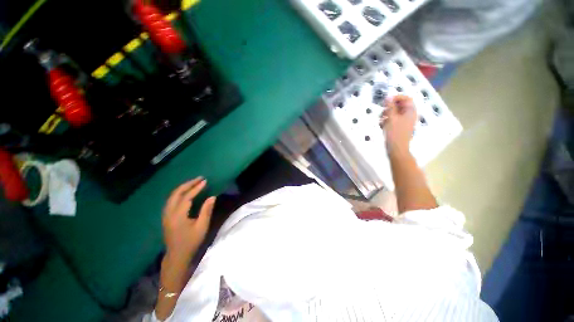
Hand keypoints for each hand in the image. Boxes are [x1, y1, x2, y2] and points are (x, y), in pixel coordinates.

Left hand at [162, 177, 215, 262]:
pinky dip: (179, 193)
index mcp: (178, 216)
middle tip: (199, 179)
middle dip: (188, 184)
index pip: (186, 197)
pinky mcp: (166, 216)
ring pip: (172, 196)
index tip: (205, 181)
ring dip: (183, 187)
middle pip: (176, 193)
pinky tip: (185, 192)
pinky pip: (171, 200)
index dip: (196, 188)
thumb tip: (212, 197)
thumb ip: (206, 211)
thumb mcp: (202, 227)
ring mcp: (165, 215)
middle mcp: (169, 213)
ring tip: (194, 182)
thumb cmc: (191, 242)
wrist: (177, 255)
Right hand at [380, 95, 416, 155]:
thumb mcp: (391, 118)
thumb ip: (390, 107)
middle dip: (389, 107)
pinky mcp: (399, 128)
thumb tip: (389, 97)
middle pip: (400, 105)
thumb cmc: (395, 133)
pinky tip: (381, 126)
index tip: (386, 101)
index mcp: (410, 111)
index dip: (396, 97)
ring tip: (380, 120)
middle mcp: (409, 115)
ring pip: (395, 113)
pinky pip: (393, 120)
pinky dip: (387, 121)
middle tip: (382, 112)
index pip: (406, 98)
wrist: (397, 149)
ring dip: (386, 115)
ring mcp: (404, 122)